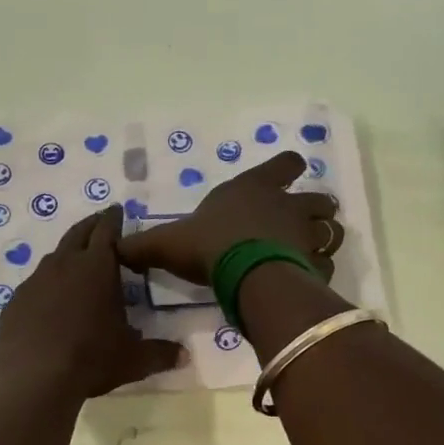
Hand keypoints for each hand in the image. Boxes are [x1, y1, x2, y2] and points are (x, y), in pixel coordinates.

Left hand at [0, 206, 185, 398]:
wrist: (32, 377)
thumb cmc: (90, 358)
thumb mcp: (133, 359)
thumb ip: (160, 354)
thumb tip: (184, 357)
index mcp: (97, 267)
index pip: (107, 230)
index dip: (113, 218)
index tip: (117, 210)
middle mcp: (65, 265)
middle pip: (78, 233)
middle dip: (91, 225)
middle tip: (100, 222)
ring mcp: (36, 281)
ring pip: (54, 257)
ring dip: (68, 253)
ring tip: (76, 261)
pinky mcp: (16, 301)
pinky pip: (35, 284)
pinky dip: (47, 283)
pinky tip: (50, 300)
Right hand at [116, 152, 341, 284]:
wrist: (247, 276)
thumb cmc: (209, 246)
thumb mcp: (167, 243)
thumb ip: (142, 246)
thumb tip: (113, 248)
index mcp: (254, 189)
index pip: (284, 165)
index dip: (287, 168)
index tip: (288, 172)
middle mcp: (287, 207)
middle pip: (319, 199)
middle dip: (315, 208)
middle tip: (301, 221)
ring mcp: (306, 236)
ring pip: (331, 231)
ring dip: (323, 238)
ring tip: (309, 250)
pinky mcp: (315, 266)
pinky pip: (325, 266)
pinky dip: (319, 271)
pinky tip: (305, 279)